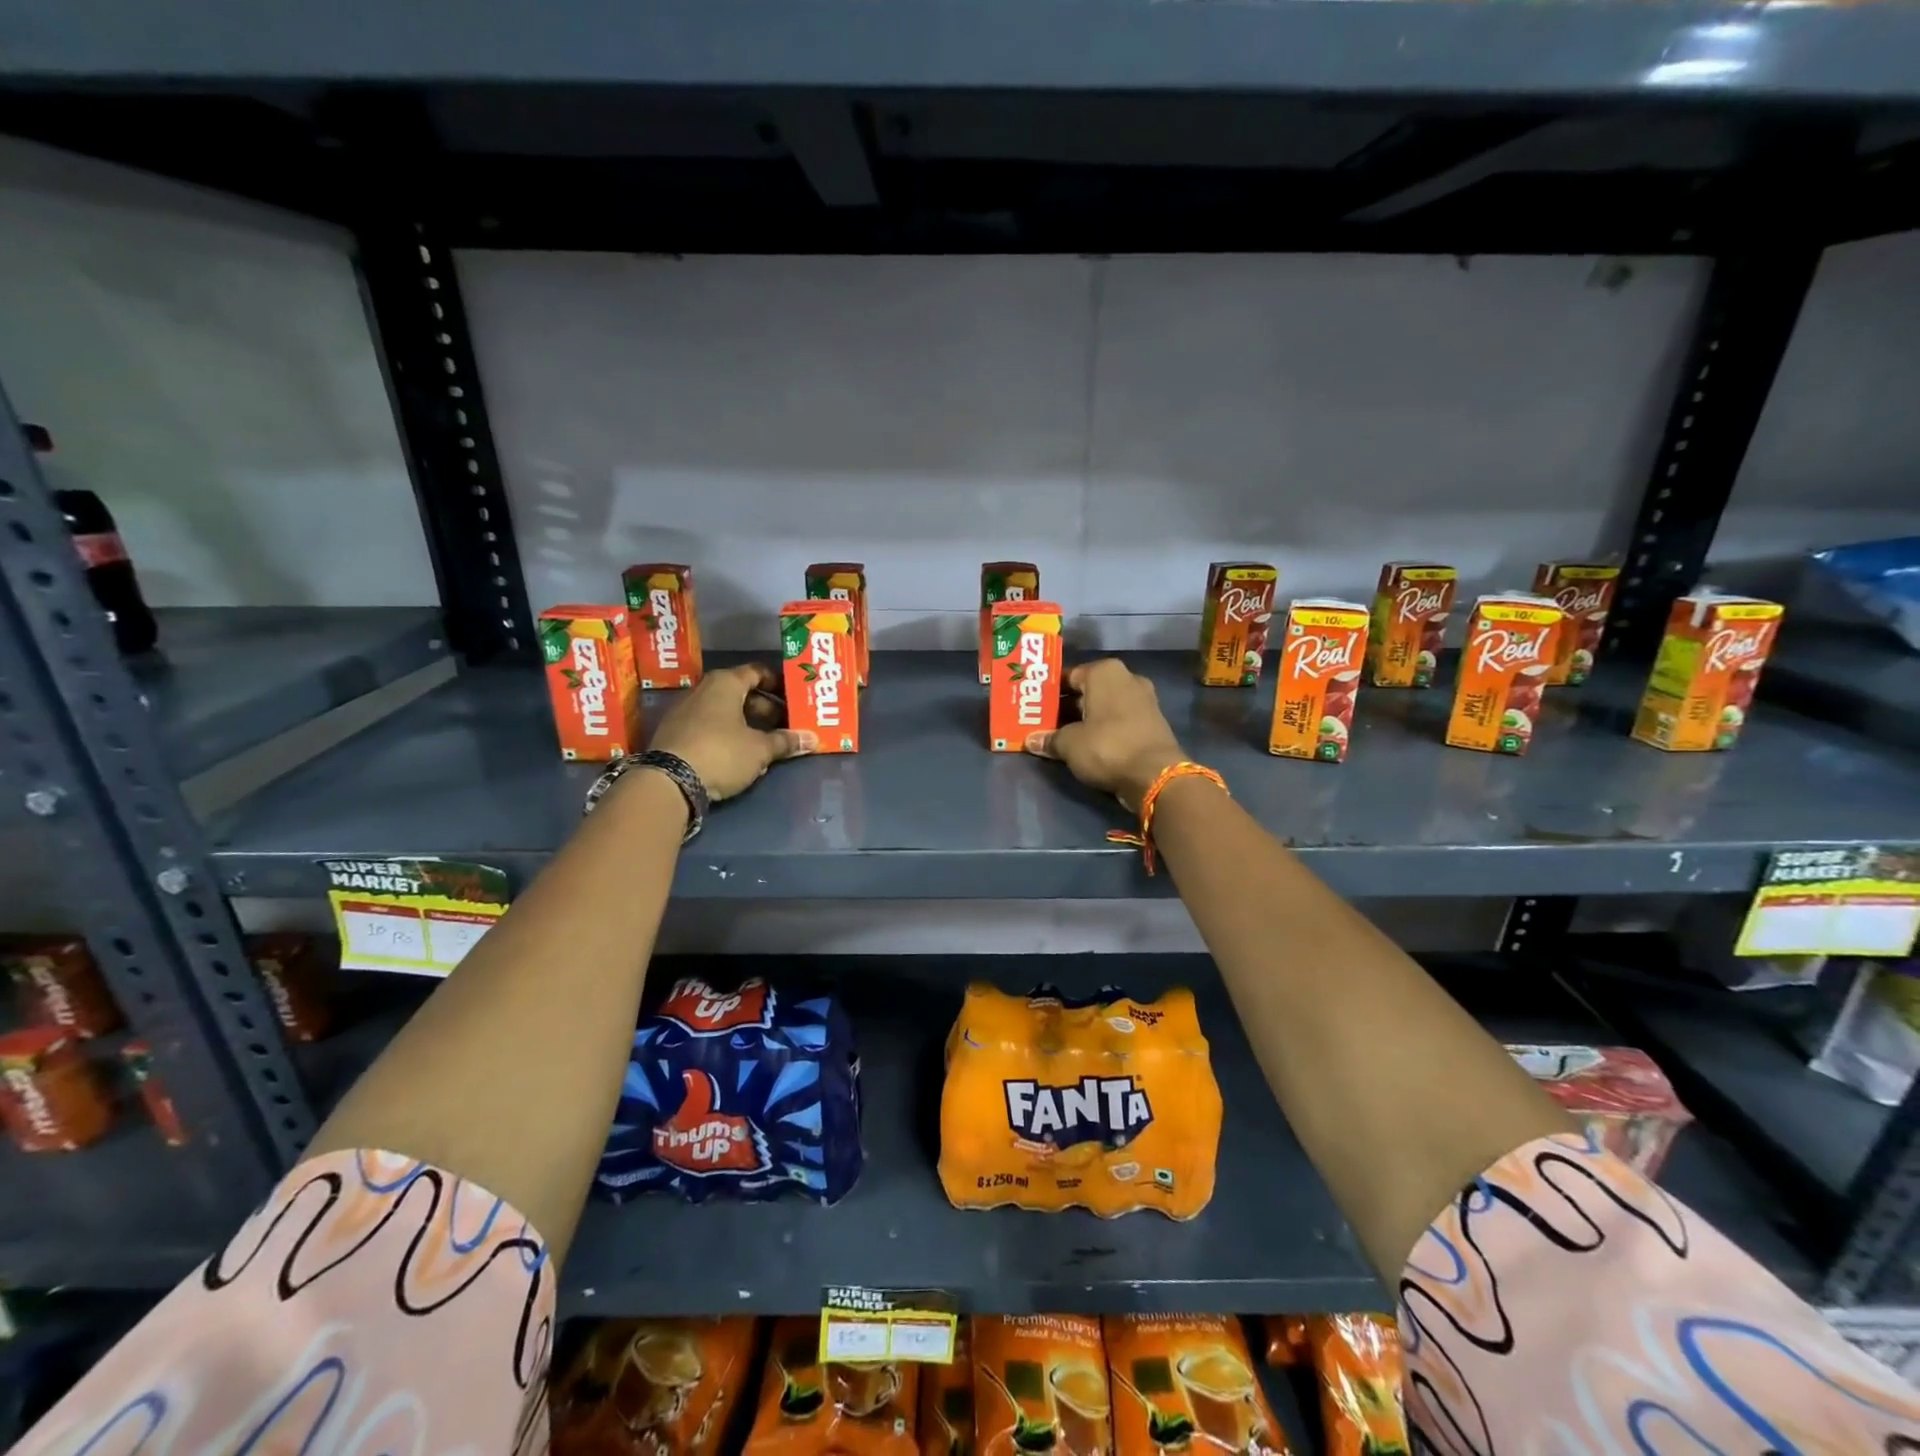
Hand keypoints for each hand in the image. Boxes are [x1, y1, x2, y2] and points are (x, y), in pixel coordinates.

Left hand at [648, 663, 813, 801]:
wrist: (668, 782)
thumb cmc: (721, 753)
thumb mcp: (760, 749)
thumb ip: (786, 742)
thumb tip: (812, 739)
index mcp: (725, 683)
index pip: (757, 672)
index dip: (778, 682)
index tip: (794, 697)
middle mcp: (703, 690)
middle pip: (741, 692)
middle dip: (766, 708)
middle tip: (786, 724)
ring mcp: (685, 711)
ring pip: (724, 711)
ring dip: (747, 723)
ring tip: (768, 742)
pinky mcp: (675, 733)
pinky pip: (709, 726)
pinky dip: (728, 734)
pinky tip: (741, 754)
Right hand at [1026, 658, 1184, 811]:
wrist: (1156, 775)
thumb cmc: (1107, 746)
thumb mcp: (1069, 744)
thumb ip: (1049, 738)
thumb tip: (1031, 740)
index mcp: (1105, 672)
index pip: (1067, 675)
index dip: (1048, 692)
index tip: (1032, 706)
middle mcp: (1126, 678)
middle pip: (1086, 691)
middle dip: (1065, 707)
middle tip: (1041, 722)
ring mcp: (1143, 700)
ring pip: (1102, 707)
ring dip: (1083, 720)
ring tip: (1058, 735)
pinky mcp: (1151, 722)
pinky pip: (1118, 720)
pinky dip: (1102, 729)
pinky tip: (1085, 744)